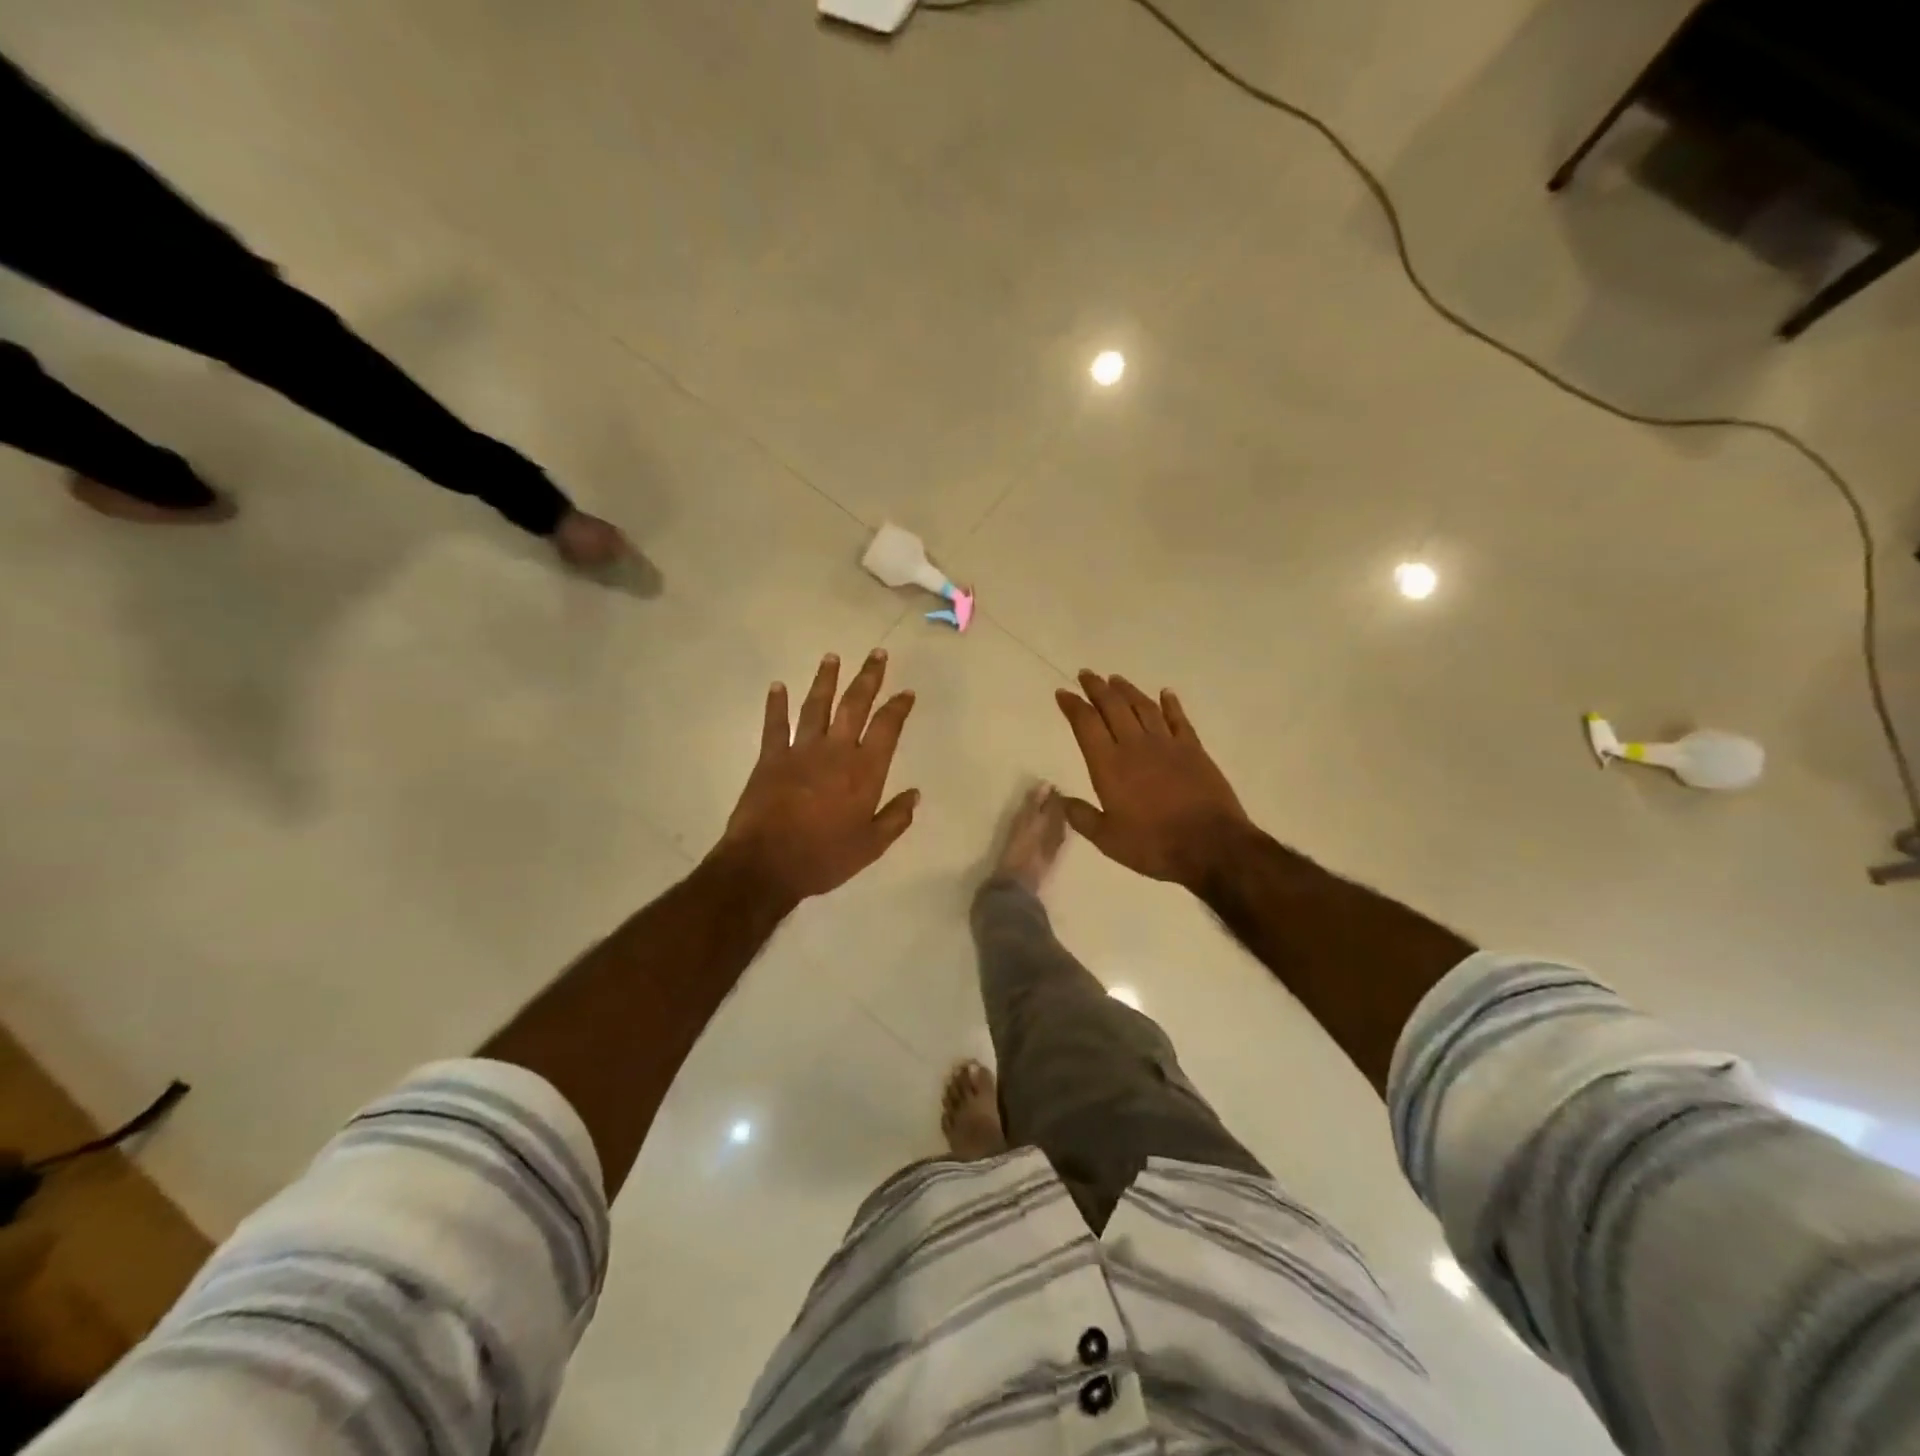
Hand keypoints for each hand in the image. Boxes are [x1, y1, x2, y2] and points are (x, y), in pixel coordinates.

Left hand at [719, 650, 918, 902]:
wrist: (767, 865)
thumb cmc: (824, 858)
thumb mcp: (871, 846)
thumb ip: (895, 818)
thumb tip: (915, 794)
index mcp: (865, 771)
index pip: (887, 728)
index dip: (898, 707)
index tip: (906, 692)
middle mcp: (836, 751)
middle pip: (855, 705)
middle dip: (868, 678)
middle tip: (877, 654)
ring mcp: (801, 750)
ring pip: (817, 706)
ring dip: (826, 680)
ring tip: (832, 657)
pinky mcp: (770, 757)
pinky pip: (775, 724)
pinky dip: (776, 704)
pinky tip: (778, 686)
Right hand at [1054, 671, 1250, 888]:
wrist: (1210, 845)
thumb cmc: (1153, 845)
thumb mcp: (1108, 840)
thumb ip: (1082, 817)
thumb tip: (1061, 800)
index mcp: (1109, 765)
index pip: (1085, 724)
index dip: (1072, 705)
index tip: (1063, 693)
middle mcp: (1135, 745)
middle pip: (1112, 706)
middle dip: (1096, 688)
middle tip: (1086, 674)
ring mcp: (1167, 744)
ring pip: (1143, 706)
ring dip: (1127, 690)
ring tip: (1115, 679)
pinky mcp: (1194, 749)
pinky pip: (1178, 719)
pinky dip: (1170, 704)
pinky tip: (1165, 693)